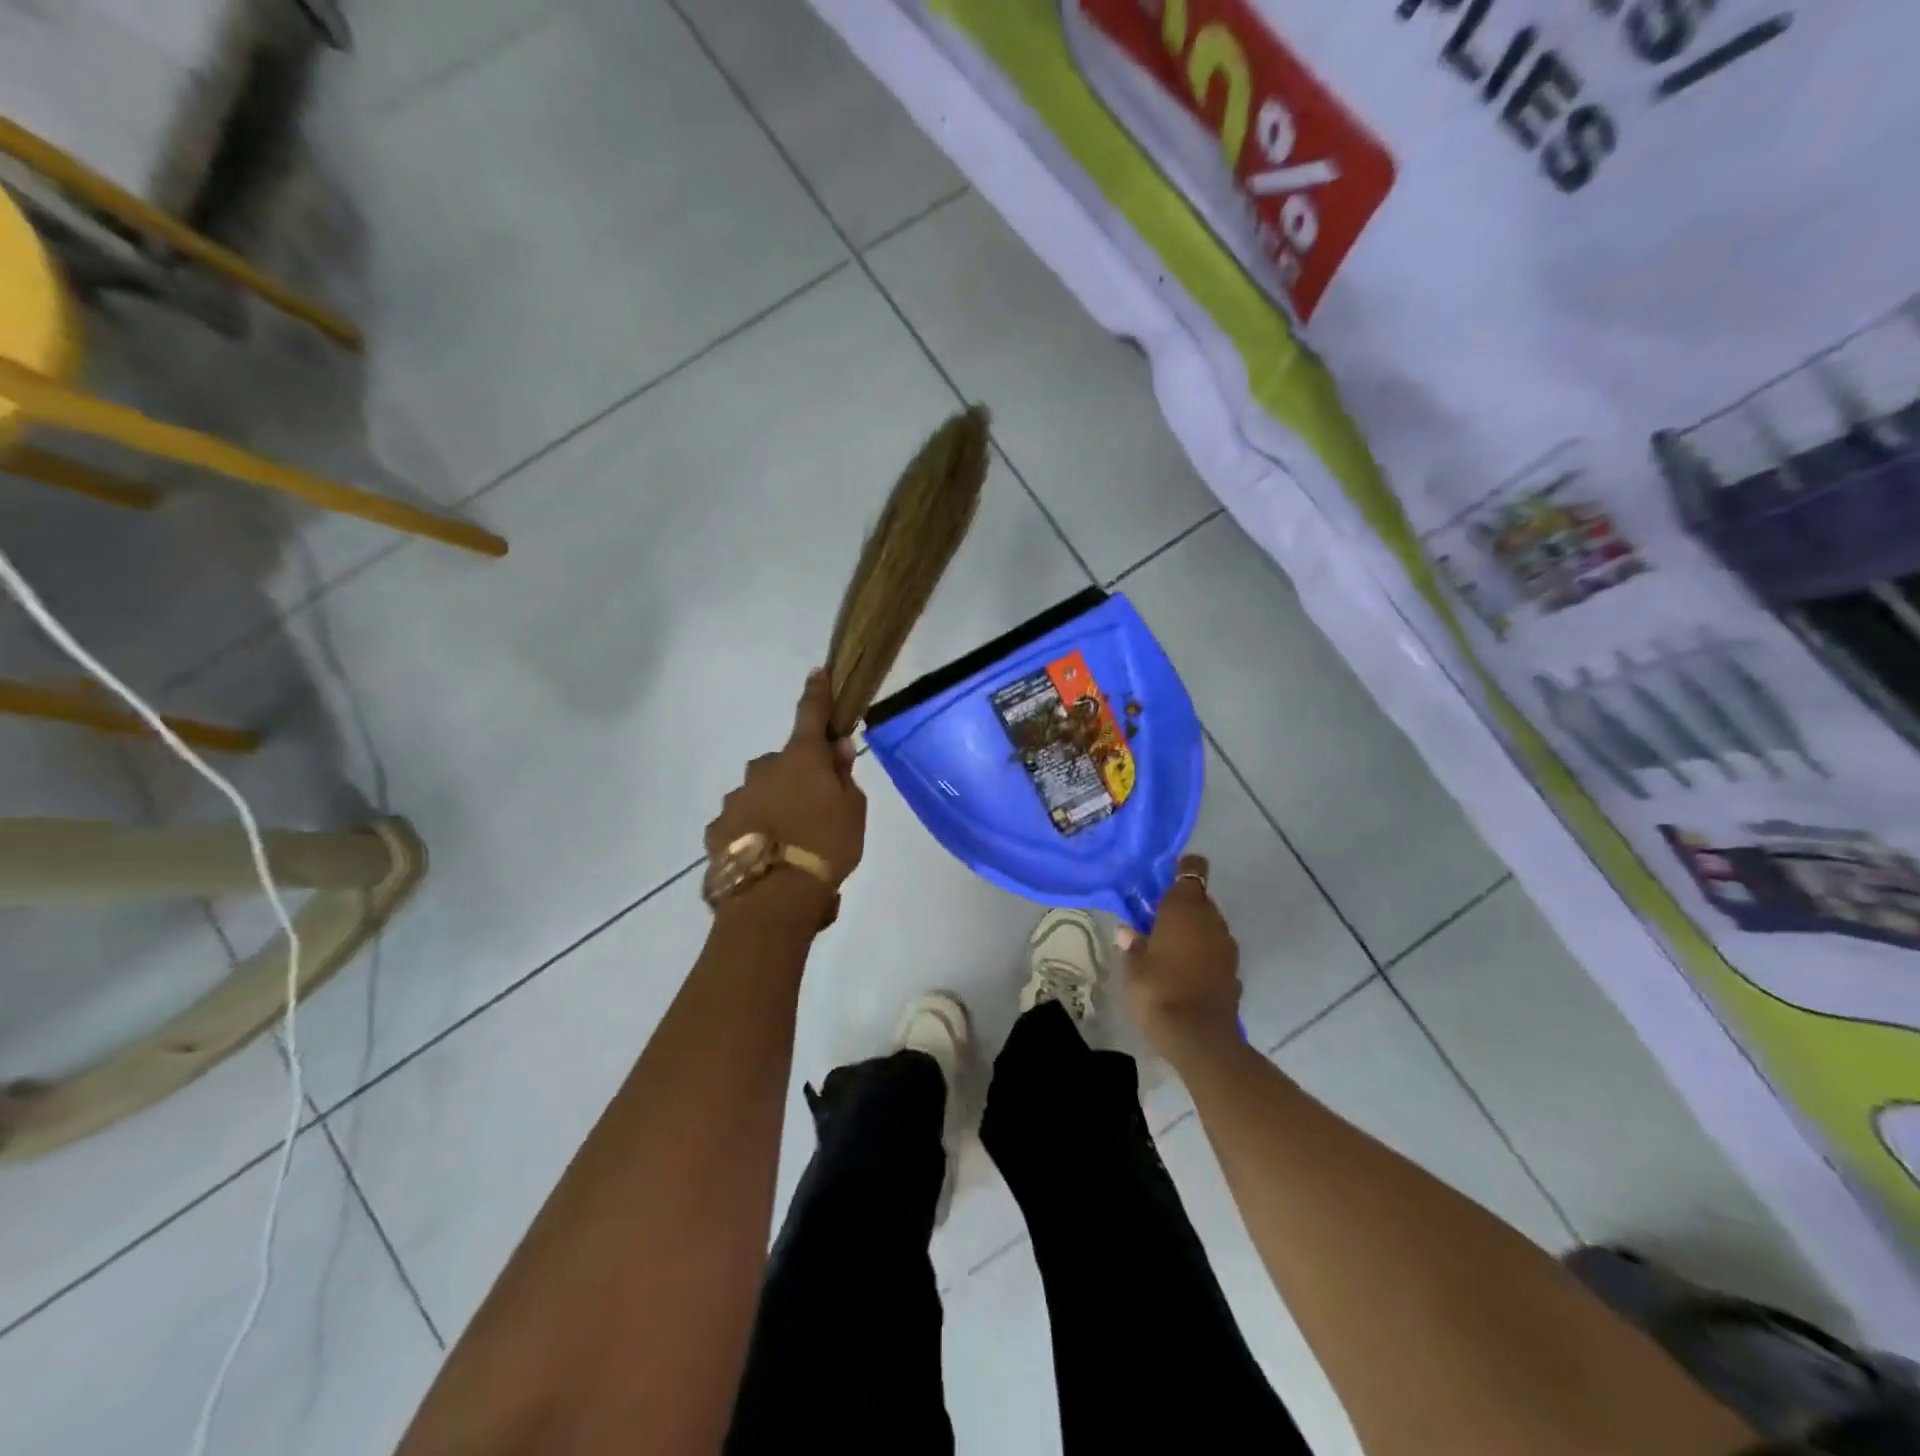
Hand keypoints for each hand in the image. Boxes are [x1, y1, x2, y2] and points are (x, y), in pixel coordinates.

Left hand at [705, 671, 866, 912]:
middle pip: (783, 763)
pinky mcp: (718, 828)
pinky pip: (741, 821)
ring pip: (760, 792)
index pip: (811, 714)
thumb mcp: (853, 810)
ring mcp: (736, 798)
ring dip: (773, 806)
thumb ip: (844, 776)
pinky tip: (766, 857)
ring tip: (789, 844)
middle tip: (815, 810)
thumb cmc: (826, 846)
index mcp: (801, 759)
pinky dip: (753, 831)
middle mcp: (763, 769)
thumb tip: (835, 749)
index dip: (818, 693)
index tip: (818, 673)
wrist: (775, 896)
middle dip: (796, 777)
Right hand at [1118, 854, 1241, 1056]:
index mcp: (1185, 907)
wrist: (1199, 1038)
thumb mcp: (1133, 967)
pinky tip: (1183, 972)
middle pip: (1199, 899)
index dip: (1181, 869)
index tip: (1164, 878)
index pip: (1192, 869)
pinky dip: (1201, 955)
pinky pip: (1214, 951)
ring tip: (1166, 948)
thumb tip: (1128, 932)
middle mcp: (1211, 919)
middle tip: (1154, 921)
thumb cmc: (1158, 990)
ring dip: (1191, 932)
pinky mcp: (1233, 972)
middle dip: (1180, 906)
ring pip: (1208, 926)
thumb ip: (1133, 944)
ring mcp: (1226, 947)